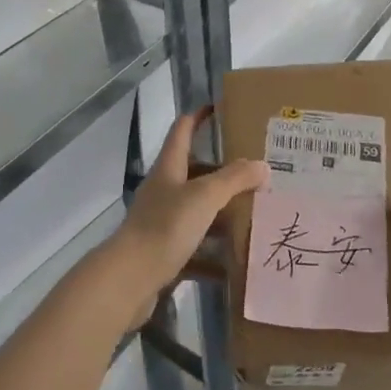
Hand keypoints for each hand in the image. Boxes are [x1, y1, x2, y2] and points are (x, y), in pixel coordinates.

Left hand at [105, 107, 267, 324]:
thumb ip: (234, 180)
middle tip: (254, 173)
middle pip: (194, 172)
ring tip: (253, 215)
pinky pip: (194, 249)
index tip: (218, 109)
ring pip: (196, 211)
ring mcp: (160, 222)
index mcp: (169, 168)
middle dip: (222, 172)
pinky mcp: (162, 253)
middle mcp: (163, 190)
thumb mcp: (204, 197)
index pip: (182, 130)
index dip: (199, 117)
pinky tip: (234, 266)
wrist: (127, 280)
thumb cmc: (165, 227)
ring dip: (221, 214)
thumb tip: (262, 165)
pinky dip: (212, 256)